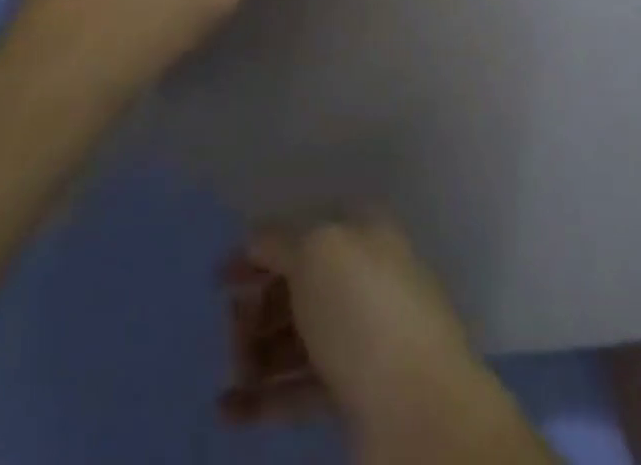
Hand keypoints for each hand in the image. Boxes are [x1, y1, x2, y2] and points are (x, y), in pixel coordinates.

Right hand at [225, 216, 519, 458]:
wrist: (419, 408)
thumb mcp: (316, 252)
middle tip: (230, 331)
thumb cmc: (363, 310)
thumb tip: (257, 239)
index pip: (305, 229)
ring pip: (299, 336)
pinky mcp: (358, 393)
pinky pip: (303, 386)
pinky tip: (229, 410)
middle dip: (258, 305)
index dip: (262, 248)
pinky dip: (267, 396)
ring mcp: (365, 336)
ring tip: (232, 375)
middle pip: (300, 285)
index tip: (222, 277)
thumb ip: (280, 241)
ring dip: (258, 352)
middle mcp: (366, 275)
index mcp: (363, 230)